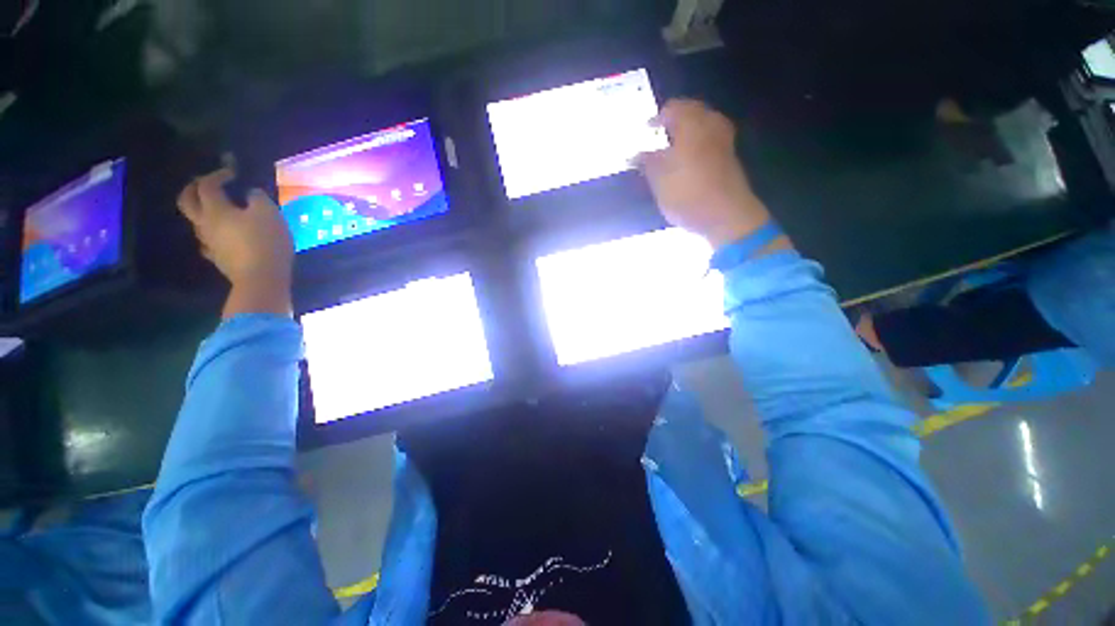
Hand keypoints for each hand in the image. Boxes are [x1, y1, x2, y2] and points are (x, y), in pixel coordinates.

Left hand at [178, 169, 293, 316]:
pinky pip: (207, 242)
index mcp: (215, 209)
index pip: (207, 185)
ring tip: (215, 210)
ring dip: (201, 211)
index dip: (218, 174)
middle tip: (203, 183)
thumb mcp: (269, 213)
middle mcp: (205, 223)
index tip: (232, 172)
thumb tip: (250, 193)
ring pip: (195, 222)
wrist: (261, 277)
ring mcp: (209, 243)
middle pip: (187, 201)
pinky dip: (211, 234)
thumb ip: (258, 198)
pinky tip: (220, 236)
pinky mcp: (217, 259)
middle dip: (192, 189)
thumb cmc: (265, 241)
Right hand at [638, 99, 775, 249]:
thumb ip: (647, 164)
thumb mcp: (660, 182)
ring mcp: (723, 141)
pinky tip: (690, 155)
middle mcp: (710, 127)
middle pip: (693, 110)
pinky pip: (712, 136)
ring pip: (705, 122)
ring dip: (689, 127)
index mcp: (691, 127)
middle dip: (676, 118)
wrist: (727, 215)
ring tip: (674, 142)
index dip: (658, 117)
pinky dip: (699, 138)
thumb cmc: (688, 195)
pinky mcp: (730, 156)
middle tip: (661, 131)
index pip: (674, 108)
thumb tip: (635, 155)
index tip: (647, 129)